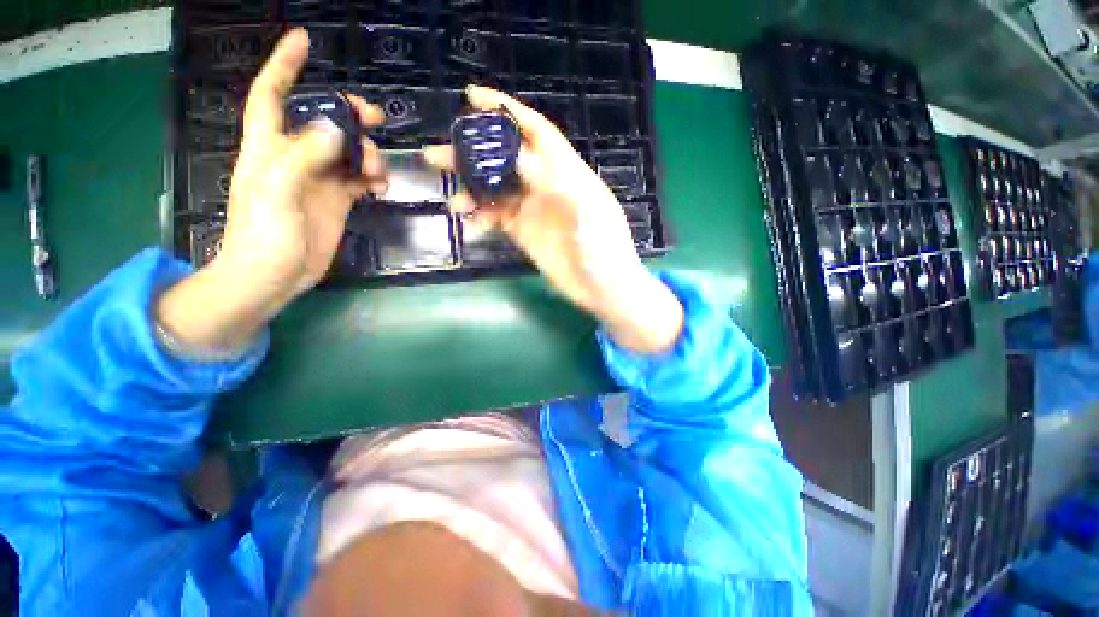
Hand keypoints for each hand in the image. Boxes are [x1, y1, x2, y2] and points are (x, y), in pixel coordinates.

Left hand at [156, 28, 387, 351]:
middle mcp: (294, 157)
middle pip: (322, 122)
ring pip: (347, 151)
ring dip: (367, 154)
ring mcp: (318, 180)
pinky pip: (359, 179)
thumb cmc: (262, 235)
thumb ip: (303, 158)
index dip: (284, 66)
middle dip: (347, 113)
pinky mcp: (336, 200)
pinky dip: (372, 178)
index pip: (272, 95)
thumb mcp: (276, 193)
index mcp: (269, 147)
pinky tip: (381, 186)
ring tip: (378, 171)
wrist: (273, 275)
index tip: (304, 40)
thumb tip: (337, 130)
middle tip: (374, 118)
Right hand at [424, 87, 682, 353]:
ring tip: (452, 199)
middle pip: (506, 159)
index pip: (535, 132)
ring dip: (471, 190)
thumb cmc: (606, 251)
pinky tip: (470, 224)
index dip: (507, 112)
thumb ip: (559, 185)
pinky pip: (497, 219)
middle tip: (438, 154)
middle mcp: (546, 186)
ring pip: (496, 190)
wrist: (604, 289)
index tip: (473, 98)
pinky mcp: (525, 233)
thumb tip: (521, 157)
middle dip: (473, 152)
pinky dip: (481, 219)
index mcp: (567, 173)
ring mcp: (533, 211)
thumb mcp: (589, 214)